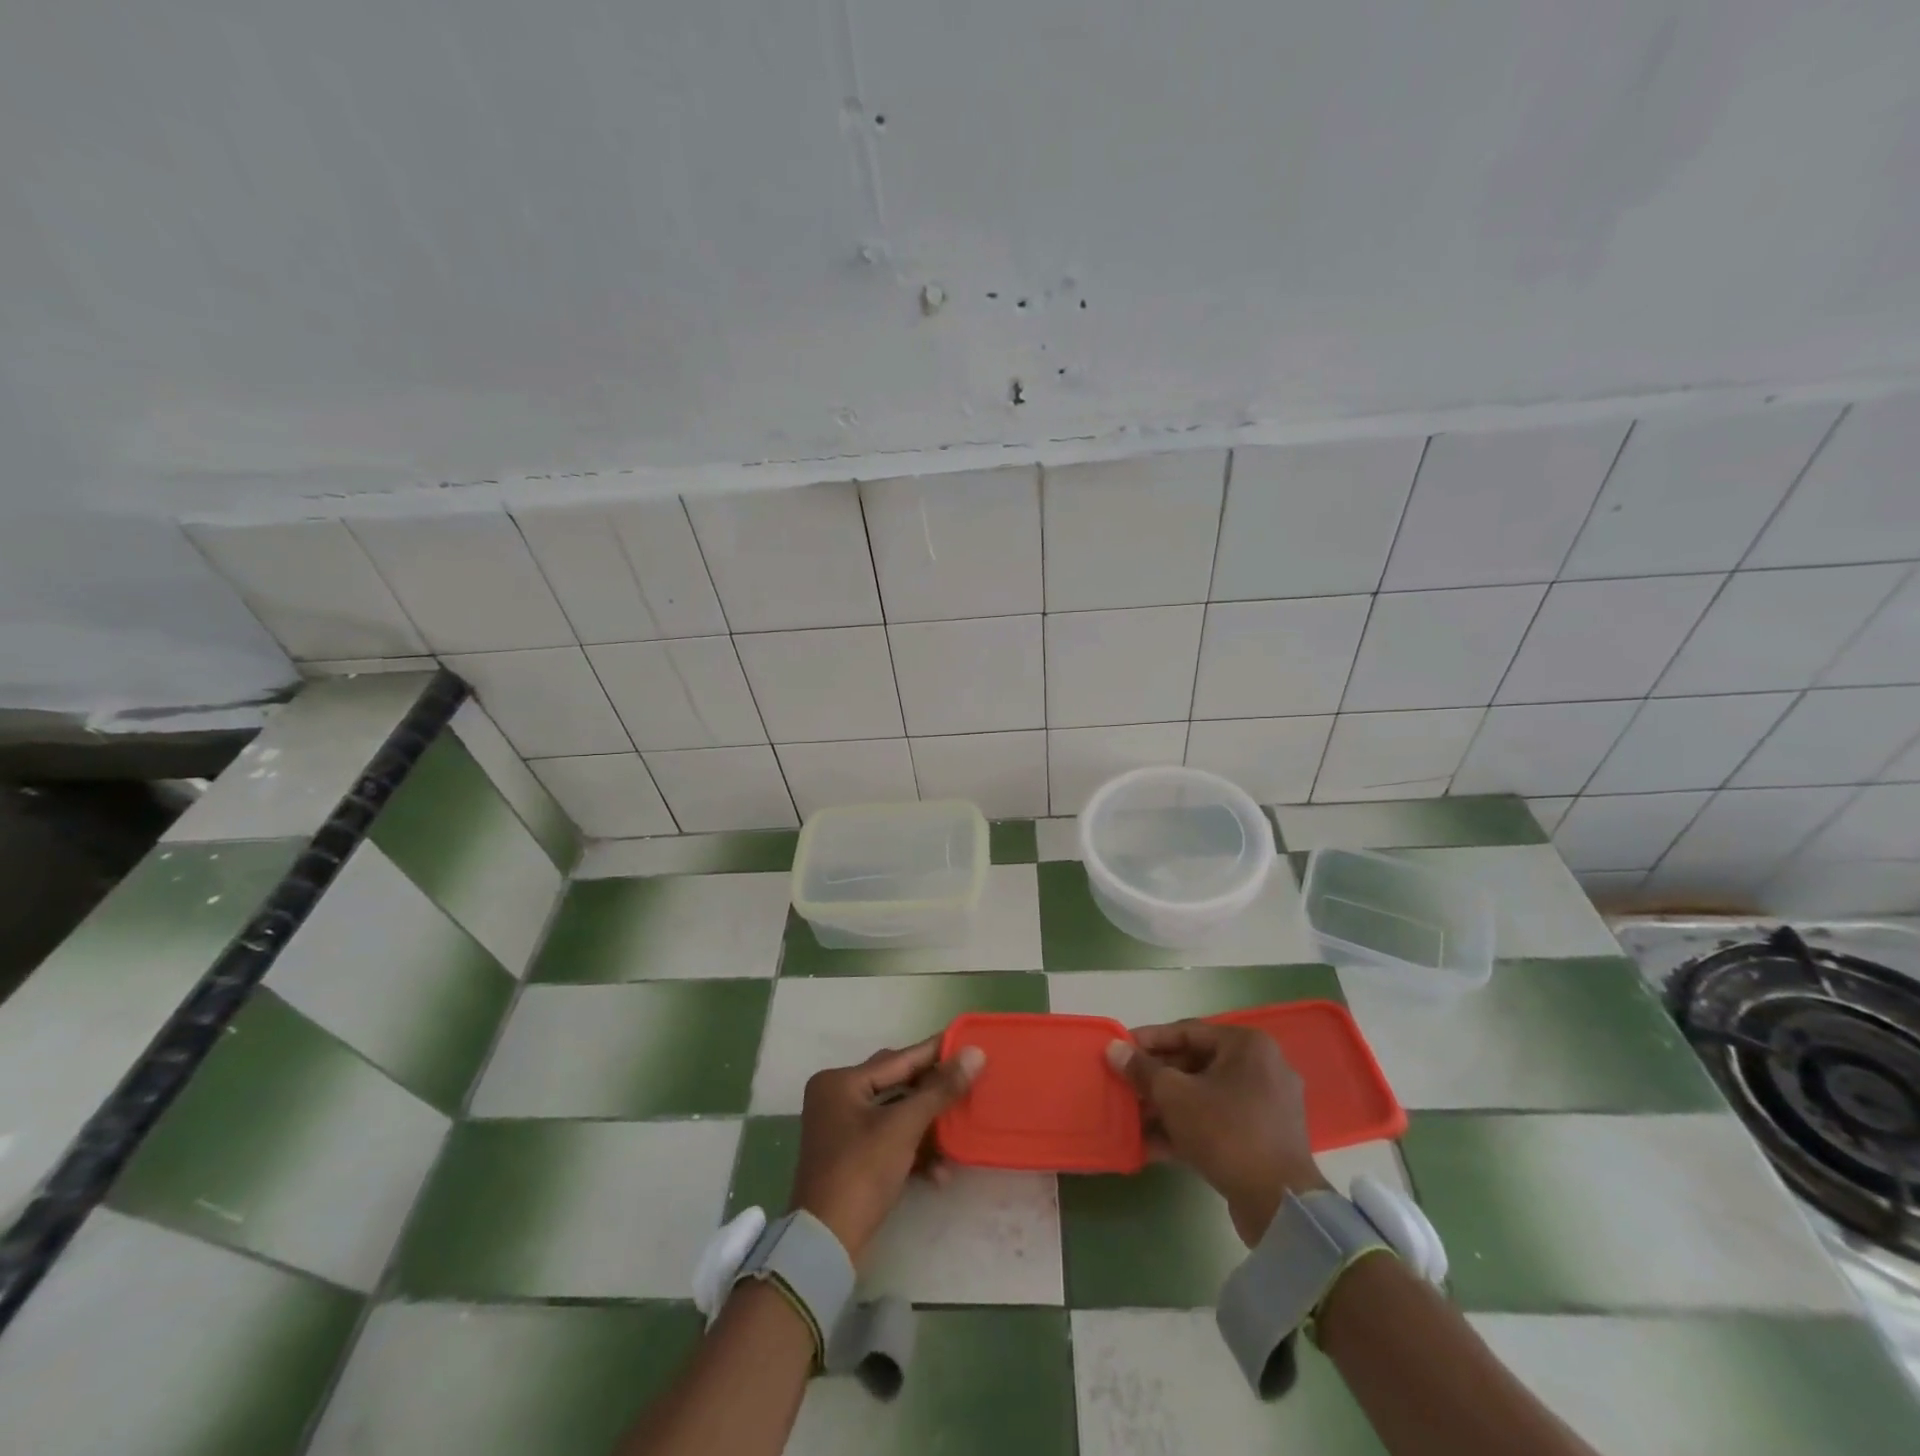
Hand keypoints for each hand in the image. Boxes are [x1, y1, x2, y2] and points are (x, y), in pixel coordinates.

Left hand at [790, 1037, 985, 1263]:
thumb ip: (939, 1090)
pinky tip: (941, 1172)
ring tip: (961, 1131)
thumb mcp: (903, 1127)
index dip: (935, 1051)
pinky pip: (890, 1141)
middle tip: (970, 1083)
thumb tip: (975, 1054)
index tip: (967, 1041)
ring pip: (897, 1116)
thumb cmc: (861, 1172)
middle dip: (934, 1093)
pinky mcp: (853, 1159)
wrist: (826, 1245)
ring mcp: (844, 1130)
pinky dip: (914, 1152)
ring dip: (928, 1129)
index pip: (898, 1058)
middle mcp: (838, 1098)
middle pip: (898, 1085)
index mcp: (841, 1082)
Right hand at [1108, 1020, 1327, 1245]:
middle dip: (1156, 1079)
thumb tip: (1114, 1049)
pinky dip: (1188, 1129)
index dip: (1149, 1040)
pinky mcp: (1264, 1139)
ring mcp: (1266, 1105)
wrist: (1279, 1205)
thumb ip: (1142, 1069)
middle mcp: (1262, 1067)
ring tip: (1133, 1119)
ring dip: (1168, 1107)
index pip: (1188, 1031)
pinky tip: (1152, 1146)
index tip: (1120, 1050)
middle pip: (1196, 1064)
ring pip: (1205, 1096)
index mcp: (1247, 1045)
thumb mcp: (1174, 1095)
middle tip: (1125, 1087)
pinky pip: (1219, 1122)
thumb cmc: (1225, 1132)